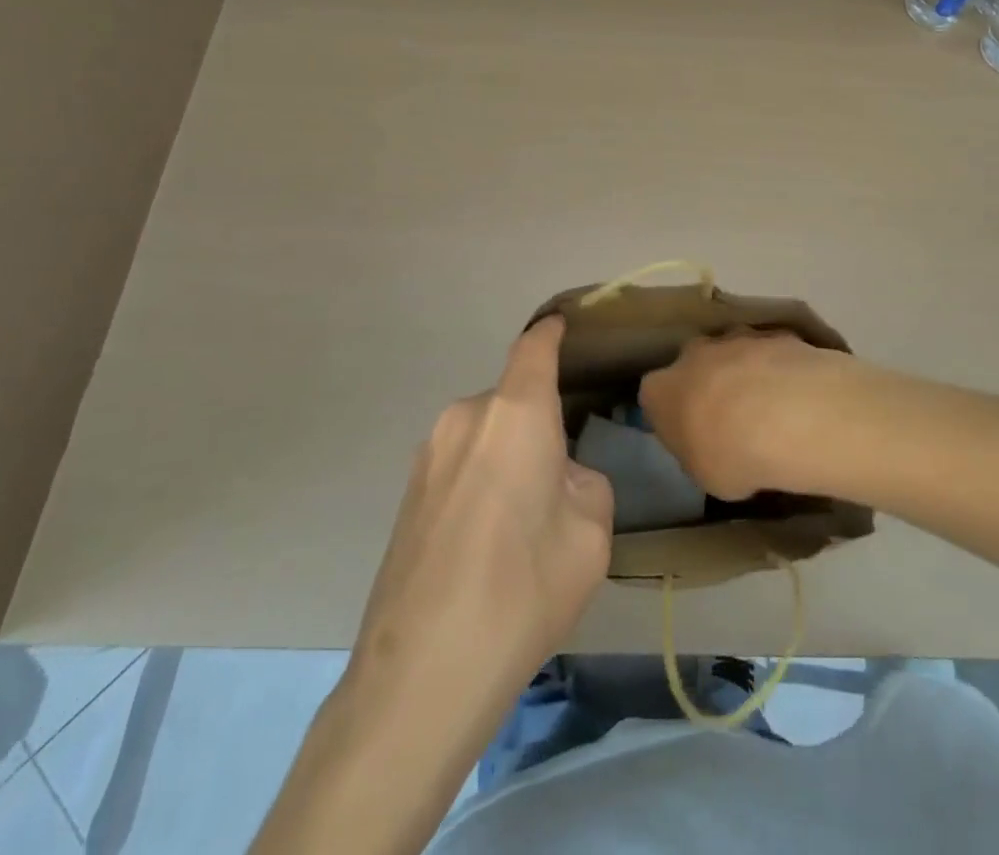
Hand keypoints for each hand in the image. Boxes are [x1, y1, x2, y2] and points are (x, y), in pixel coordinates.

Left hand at [253, 320, 613, 854]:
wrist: (420, 674)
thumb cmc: (522, 589)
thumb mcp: (590, 536)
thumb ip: (584, 484)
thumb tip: (558, 479)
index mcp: (514, 413)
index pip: (534, 348)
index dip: (551, 333)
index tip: (564, 325)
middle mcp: (465, 417)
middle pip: (513, 401)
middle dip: (538, 425)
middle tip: (561, 481)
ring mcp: (428, 453)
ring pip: (486, 435)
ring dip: (508, 457)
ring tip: (522, 521)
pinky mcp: (407, 492)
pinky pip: (460, 463)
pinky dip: (481, 481)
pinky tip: (487, 542)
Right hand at [639, 329, 850, 500]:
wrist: (786, 417)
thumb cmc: (730, 455)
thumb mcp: (704, 476)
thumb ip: (699, 454)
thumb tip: (708, 448)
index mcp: (661, 389)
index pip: (654, 396)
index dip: (671, 414)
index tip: (689, 434)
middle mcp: (692, 354)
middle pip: (694, 364)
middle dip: (708, 383)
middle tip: (730, 418)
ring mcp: (735, 338)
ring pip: (733, 352)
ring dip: (745, 373)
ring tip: (771, 407)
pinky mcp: (774, 334)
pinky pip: (772, 352)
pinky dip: (780, 369)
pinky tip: (798, 395)